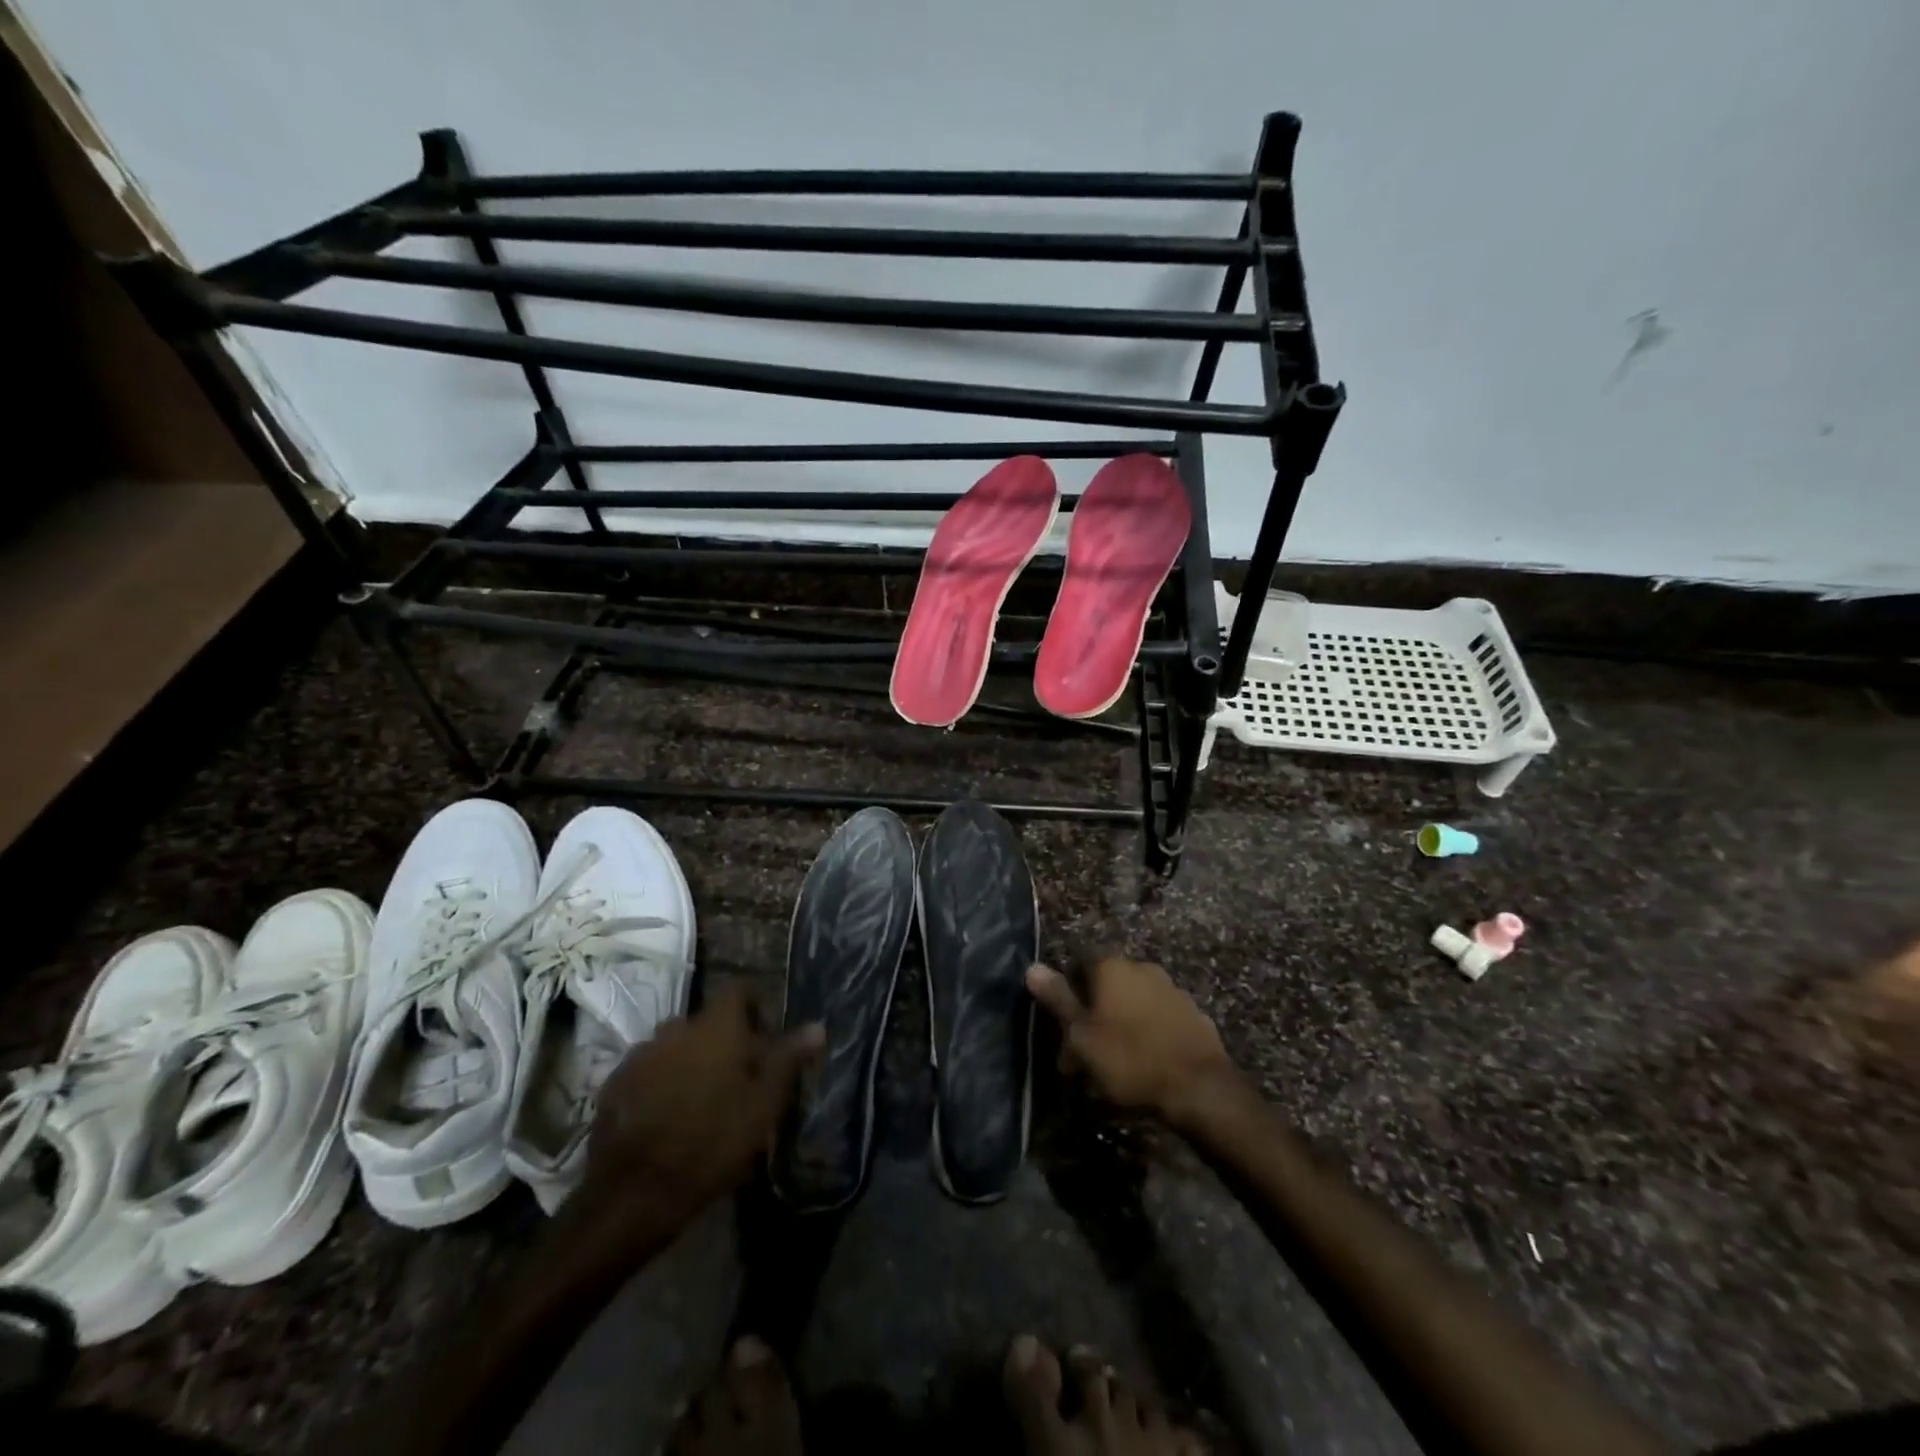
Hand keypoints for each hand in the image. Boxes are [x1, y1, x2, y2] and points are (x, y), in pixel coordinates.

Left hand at [578, 983, 823, 1230]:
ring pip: (674, 1046)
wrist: (633, 1193)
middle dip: (722, 1041)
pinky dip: (660, 1083)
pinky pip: (647, 1071)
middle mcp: (675, 1028)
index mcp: (715, 1027)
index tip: (765, 1040)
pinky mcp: (614, 1085)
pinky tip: (667, 1118)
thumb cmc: (712, 1141)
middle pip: (706, 1022)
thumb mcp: (763, 1104)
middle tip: (737, 1078)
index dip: (754, 1007)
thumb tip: (817, 1026)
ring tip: (701, 1100)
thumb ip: (788, 1059)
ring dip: (689, 1062)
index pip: (738, 990)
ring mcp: (640, 1055)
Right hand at [1026, 956, 1237, 1125]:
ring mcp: (1171, 989)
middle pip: (1107, 985)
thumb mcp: (1082, 1035)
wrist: (1199, 1088)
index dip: (1068, 995)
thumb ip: (1058, 999)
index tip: (1064, 1028)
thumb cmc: (1129, 1060)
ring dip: (1121, 1024)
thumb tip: (1032, 966)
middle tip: (1084, 1055)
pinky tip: (1146, 1062)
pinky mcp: (1193, 1013)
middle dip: (1094, 1013)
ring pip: (1133, 1002)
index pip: (1079, 965)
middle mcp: (1142, 967)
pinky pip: (1159, 1018)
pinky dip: (1148, 1033)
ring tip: (1115, 1064)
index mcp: (1112, 967)